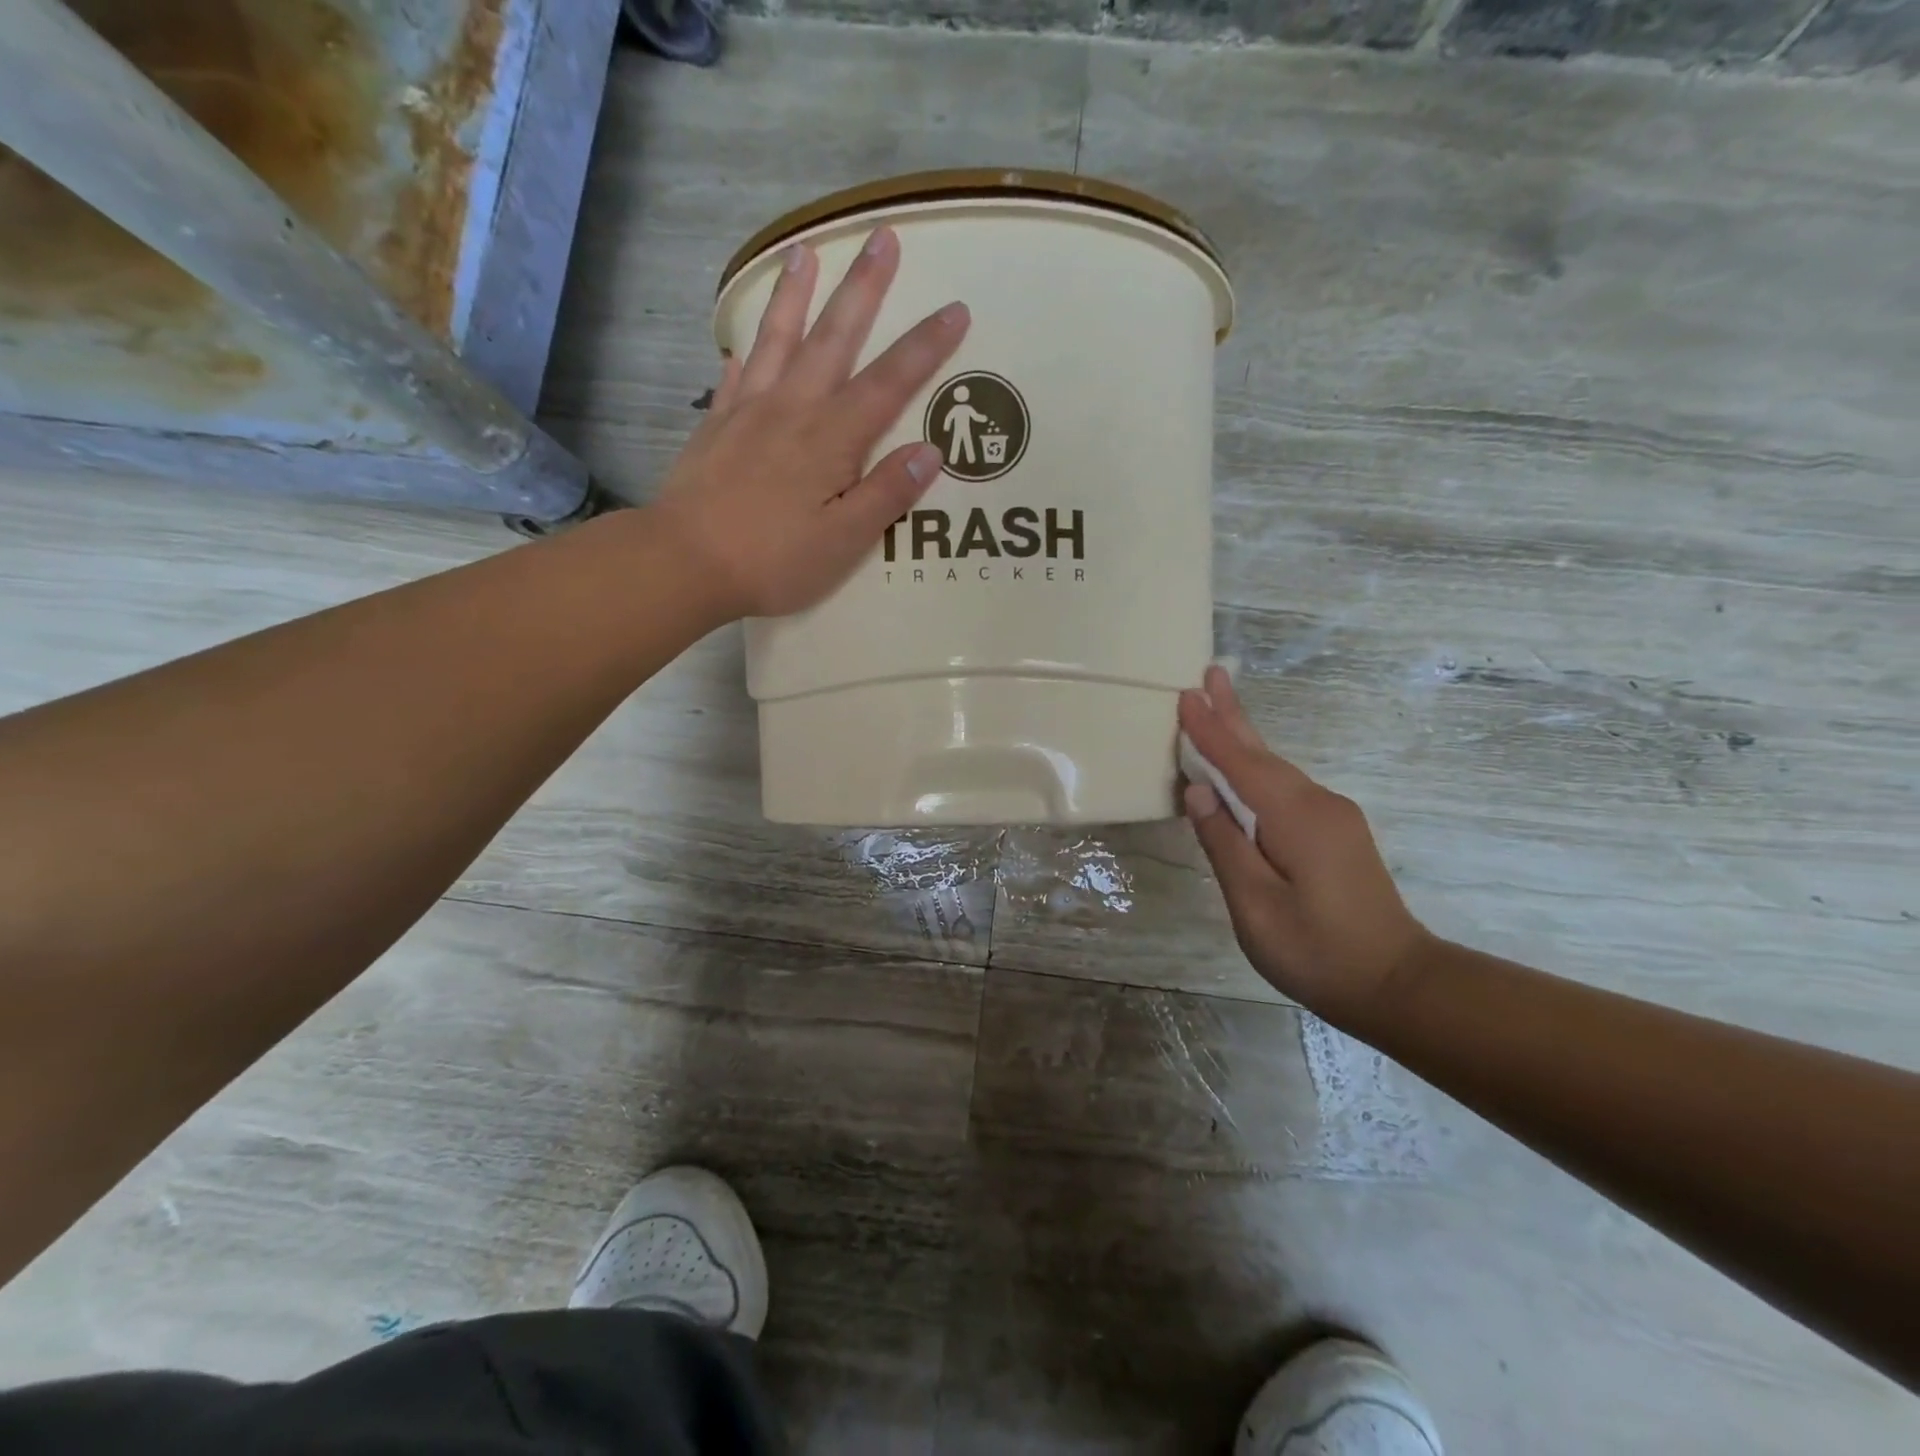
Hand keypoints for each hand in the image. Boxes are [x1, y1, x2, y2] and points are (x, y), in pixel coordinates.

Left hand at [652, 226, 968, 619]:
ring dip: (796, 294)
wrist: (684, 562)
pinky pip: (734, 377)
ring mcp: (748, 412)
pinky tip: (742, 343)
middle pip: (834, 338)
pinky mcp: (715, 427)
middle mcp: (793, 409)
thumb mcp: (844, 541)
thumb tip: (930, 451)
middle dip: (863, 287)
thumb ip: (886, 495)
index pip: (889, 382)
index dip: (924, 346)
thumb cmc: (773, 560)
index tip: (955, 307)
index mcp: (832, 439)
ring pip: (778, 339)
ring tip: (805, 249)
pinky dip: (743, 354)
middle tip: (882, 235)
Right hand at [1179, 665, 1431, 1023]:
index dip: (1210, 731)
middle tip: (1210, 674)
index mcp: (1296, 819)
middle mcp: (1318, 804)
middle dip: (1233, 714)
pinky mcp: (1335, 831)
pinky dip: (1256, 768)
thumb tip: (1199, 791)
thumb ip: (1225, 844)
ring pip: (1276, 769)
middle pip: (1263, 754)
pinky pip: (1285, 787)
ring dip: (1243, 739)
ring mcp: (1332, 816)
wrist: (1397, 984)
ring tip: (1216, 708)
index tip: (1185, 695)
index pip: (1241, 764)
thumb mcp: (1256, 905)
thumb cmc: (1317, 951)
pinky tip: (1242, 766)